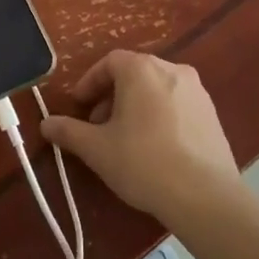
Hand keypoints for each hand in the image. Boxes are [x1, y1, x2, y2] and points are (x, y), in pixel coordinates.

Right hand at [42, 50, 238, 226]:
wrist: (205, 196)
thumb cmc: (143, 162)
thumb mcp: (97, 149)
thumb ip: (69, 131)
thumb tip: (46, 124)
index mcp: (142, 69)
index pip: (109, 63)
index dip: (89, 83)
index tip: (79, 107)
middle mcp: (171, 69)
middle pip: (133, 74)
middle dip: (111, 96)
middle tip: (98, 126)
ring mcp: (197, 91)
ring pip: (156, 89)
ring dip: (135, 106)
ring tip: (125, 139)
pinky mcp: (212, 114)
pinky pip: (177, 105)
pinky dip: (159, 116)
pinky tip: (155, 148)